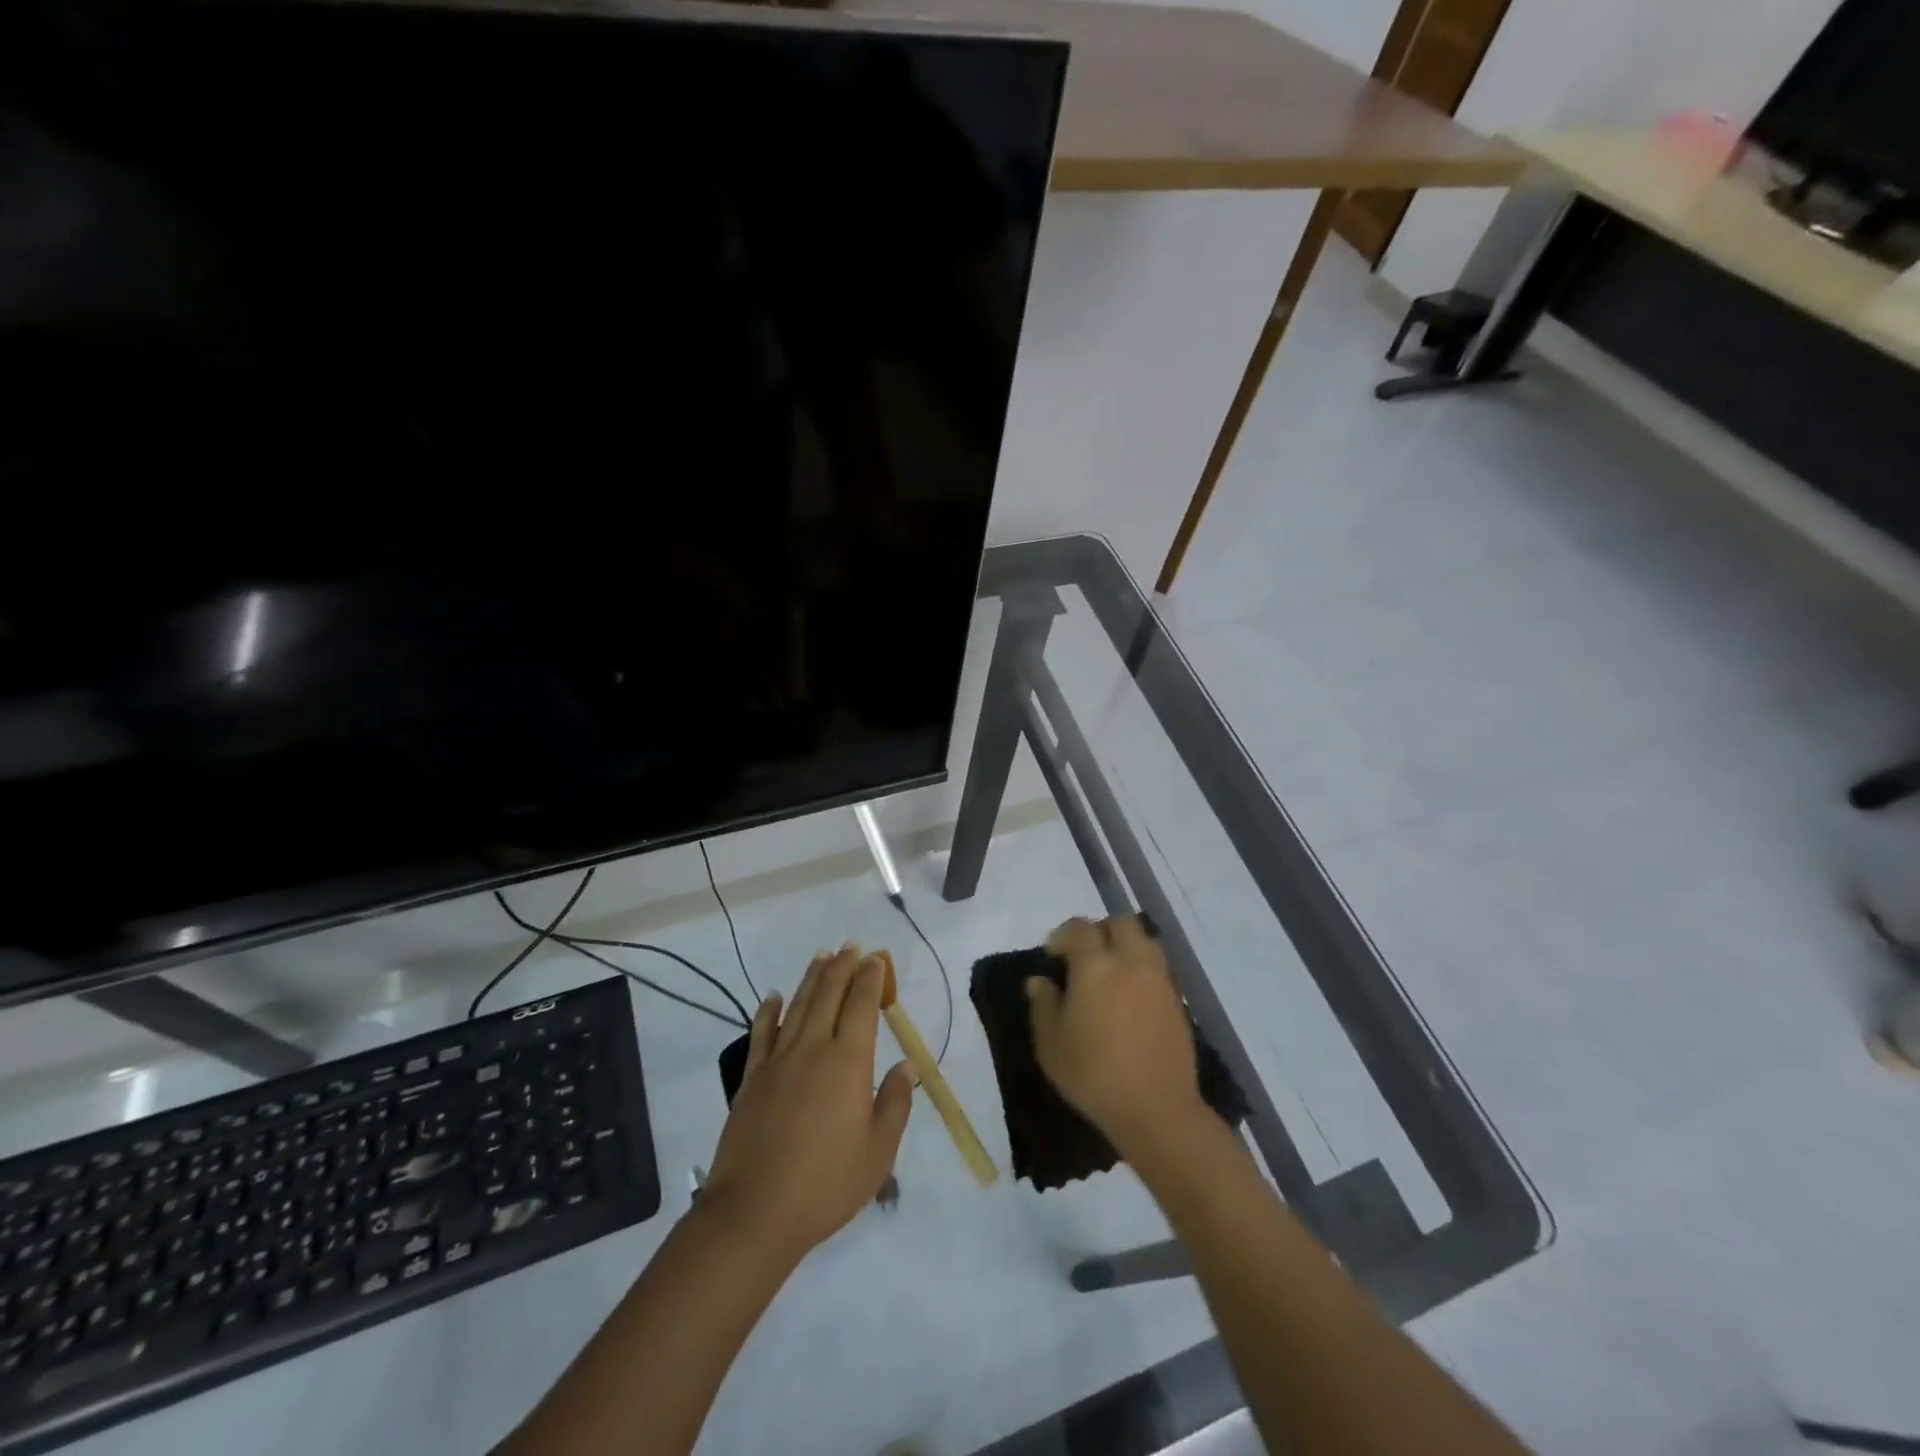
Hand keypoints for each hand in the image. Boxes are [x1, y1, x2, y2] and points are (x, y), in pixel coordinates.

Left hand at [702, 946, 915, 1266]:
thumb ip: (895, 1103)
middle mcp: (813, 1049)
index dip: (871, 978)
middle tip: (851, 946)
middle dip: (843, 967)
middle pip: (829, 996)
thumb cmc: (826, 1184)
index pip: (862, 1006)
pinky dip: (768, 1011)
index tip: (877, 959)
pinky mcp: (752, 1079)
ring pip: (797, 1006)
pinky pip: (761, 1034)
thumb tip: (907, 1066)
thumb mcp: (878, 1152)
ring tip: (822, 956)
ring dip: (811, 978)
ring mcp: (778, 1061)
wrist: (755, 1212)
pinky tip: (772, 996)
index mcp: (848, 1062)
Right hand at [1025, 915, 1205, 1157]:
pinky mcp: (1178, 1000)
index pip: (1080, 928)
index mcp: (1096, 965)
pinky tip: (1131, 996)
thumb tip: (1039, 981)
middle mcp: (1131, 961)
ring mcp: (1159, 979)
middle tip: (1084, 956)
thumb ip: (1043, 1004)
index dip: (1063, 935)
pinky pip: (1159, 967)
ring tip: (1111, 972)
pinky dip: (1143, 968)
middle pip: (1120, 923)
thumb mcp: (1050, 1043)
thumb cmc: (1093, 1074)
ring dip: (1126, 945)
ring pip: (1145, 940)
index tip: (1052, 955)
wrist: (1156, 1109)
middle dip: (1100, 930)